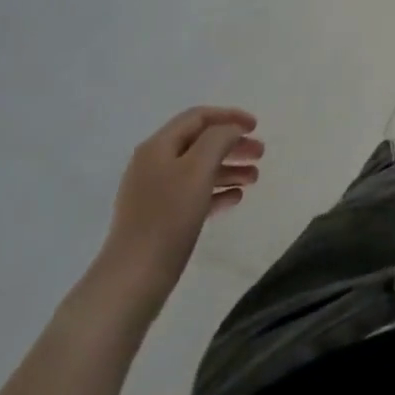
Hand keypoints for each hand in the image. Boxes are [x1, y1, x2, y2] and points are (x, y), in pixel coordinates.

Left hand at [89, 107, 262, 320]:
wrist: (133, 278)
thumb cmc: (168, 217)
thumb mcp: (198, 169)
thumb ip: (218, 139)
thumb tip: (230, 130)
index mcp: (158, 146)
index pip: (198, 117)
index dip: (229, 116)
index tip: (257, 127)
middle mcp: (154, 164)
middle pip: (200, 143)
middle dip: (232, 144)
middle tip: (261, 155)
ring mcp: (155, 193)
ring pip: (199, 170)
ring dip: (228, 168)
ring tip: (254, 179)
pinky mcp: (160, 219)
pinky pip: (194, 195)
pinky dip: (216, 191)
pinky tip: (235, 199)